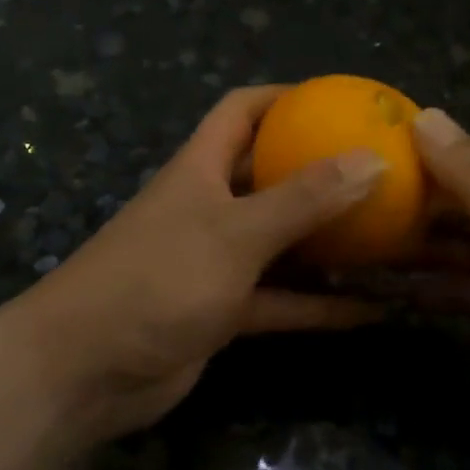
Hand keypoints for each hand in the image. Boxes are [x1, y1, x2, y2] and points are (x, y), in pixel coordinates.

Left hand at [3, 87, 386, 445]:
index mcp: (201, 168)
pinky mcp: (222, 311)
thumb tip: (372, 158)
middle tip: (378, 169)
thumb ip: (304, 197)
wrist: (82, 372)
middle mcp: (209, 206)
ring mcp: (215, 261)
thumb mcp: (236, 232)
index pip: (241, 110)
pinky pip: (280, 299)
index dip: (284, 96)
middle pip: (268, 173)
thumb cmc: (157, 278)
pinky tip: (371, 310)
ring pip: (281, 241)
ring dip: (327, 241)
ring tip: (387, 236)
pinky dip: (319, 304)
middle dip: (318, 169)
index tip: (338, 99)